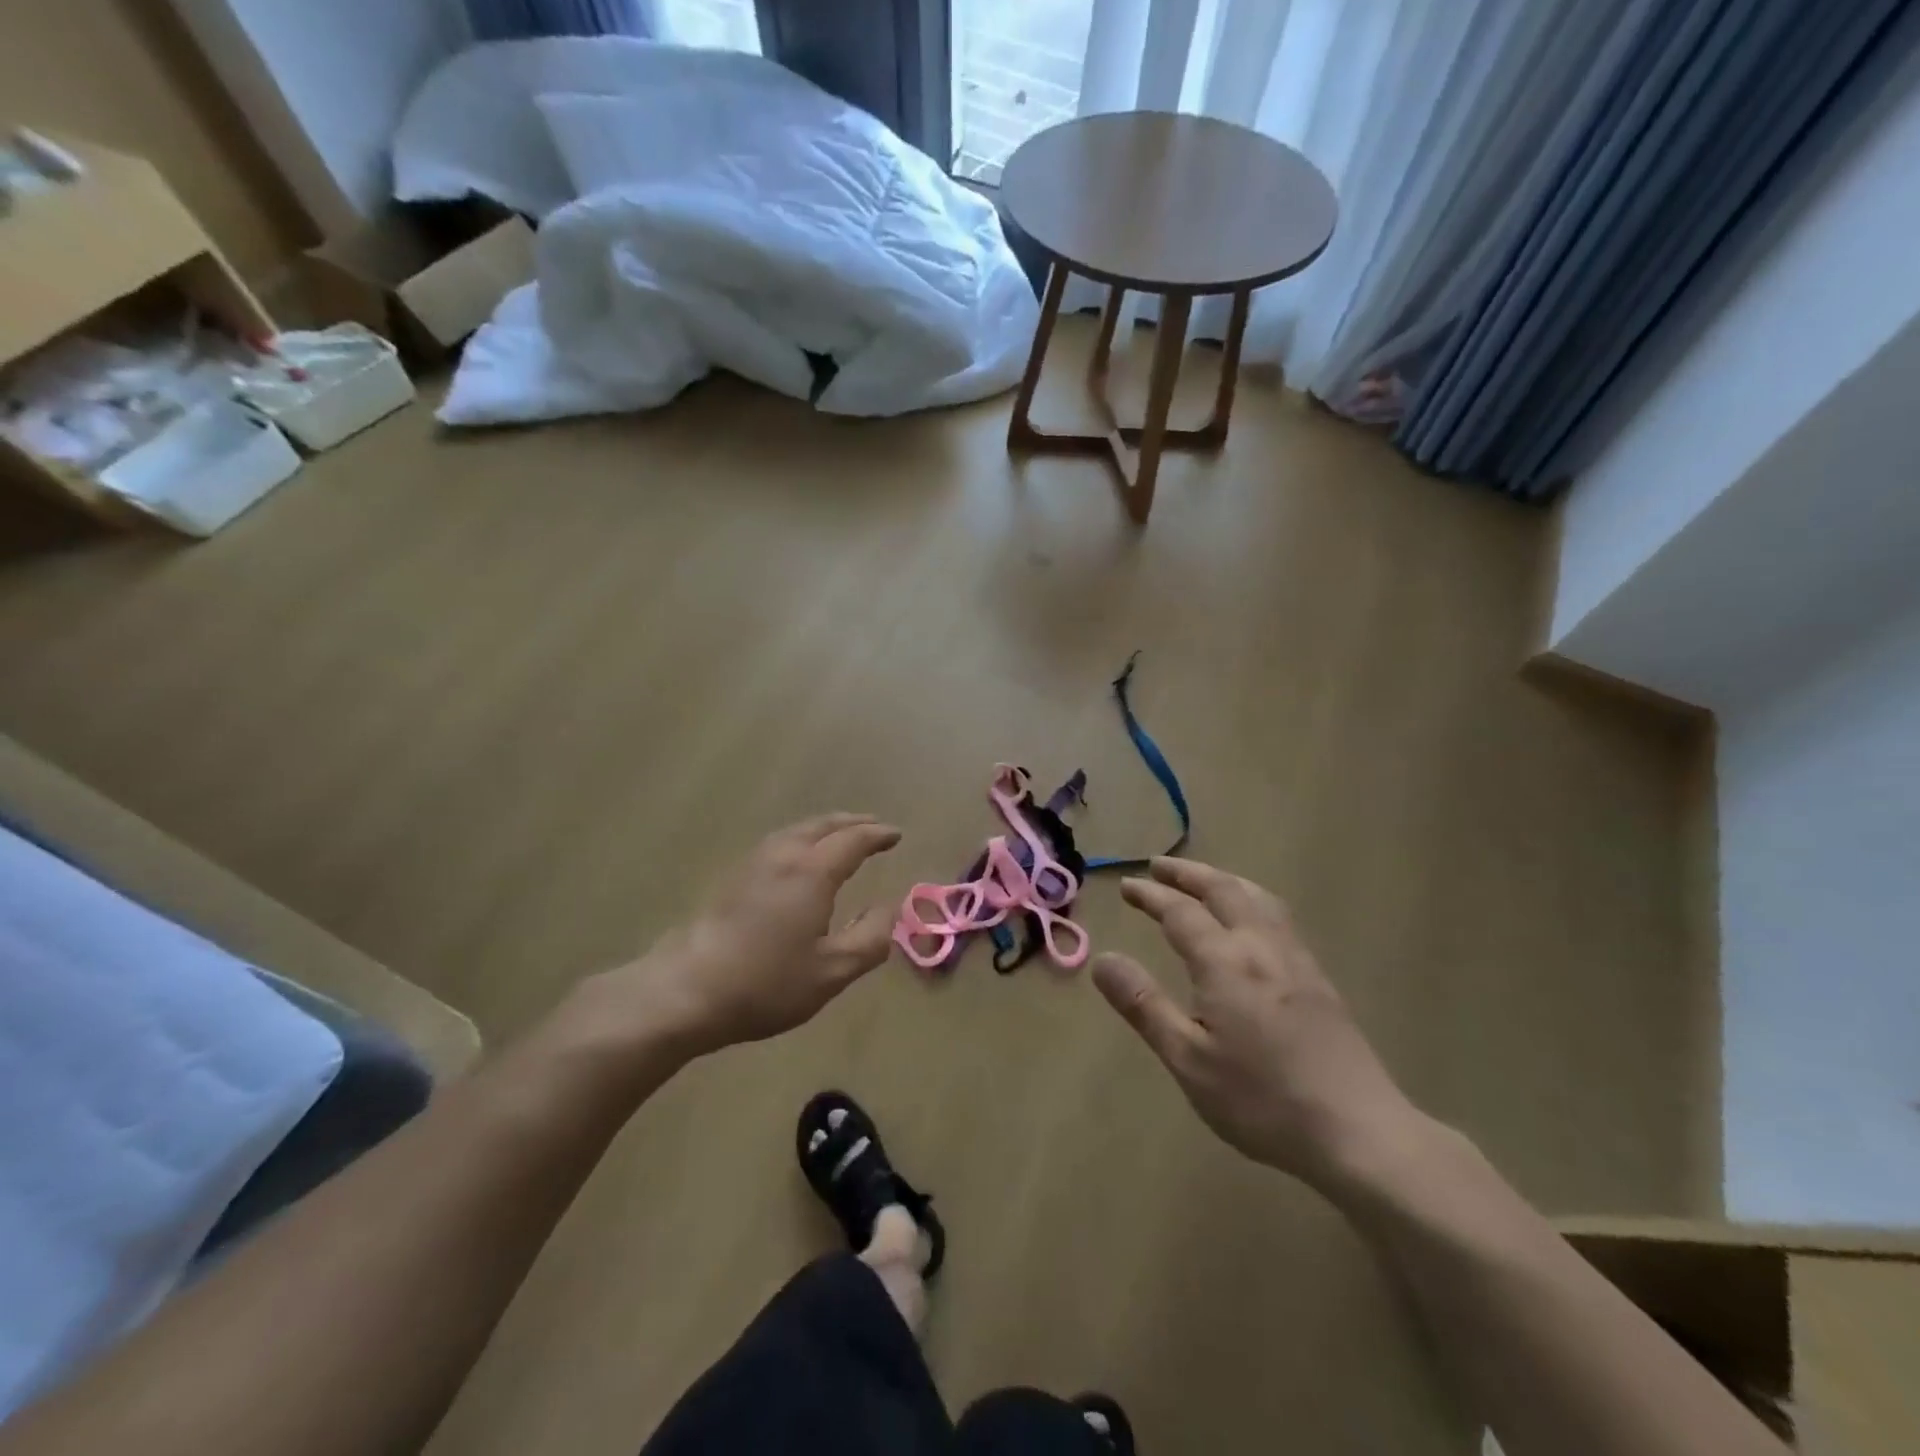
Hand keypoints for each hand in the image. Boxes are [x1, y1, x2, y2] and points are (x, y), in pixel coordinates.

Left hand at [571, 814, 901, 1062]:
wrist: (685, 991)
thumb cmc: (766, 983)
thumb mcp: (832, 971)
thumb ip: (871, 937)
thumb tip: (892, 906)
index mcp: (812, 872)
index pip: (853, 840)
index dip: (877, 835)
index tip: (896, 835)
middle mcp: (783, 855)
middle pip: (823, 825)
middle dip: (852, 822)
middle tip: (874, 826)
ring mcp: (753, 863)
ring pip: (797, 830)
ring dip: (825, 827)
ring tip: (840, 834)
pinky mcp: (733, 877)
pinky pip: (779, 841)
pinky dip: (802, 838)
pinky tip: (799, 857)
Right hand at [1093, 858, 1422, 1191]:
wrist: (1358, 1130)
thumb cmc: (1261, 1099)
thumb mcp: (1187, 1058)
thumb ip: (1144, 1004)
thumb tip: (1103, 959)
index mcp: (1224, 962)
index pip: (1180, 912)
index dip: (1151, 895)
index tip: (1127, 886)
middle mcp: (1261, 947)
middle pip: (1223, 890)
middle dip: (1187, 873)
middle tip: (1158, 865)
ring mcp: (1296, 960)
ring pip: (1257, 898)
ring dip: (1223, 880)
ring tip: (1203, 879)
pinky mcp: (1319, 979)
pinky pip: (1279, 917)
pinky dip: (1252, 899)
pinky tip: (1253, 920)